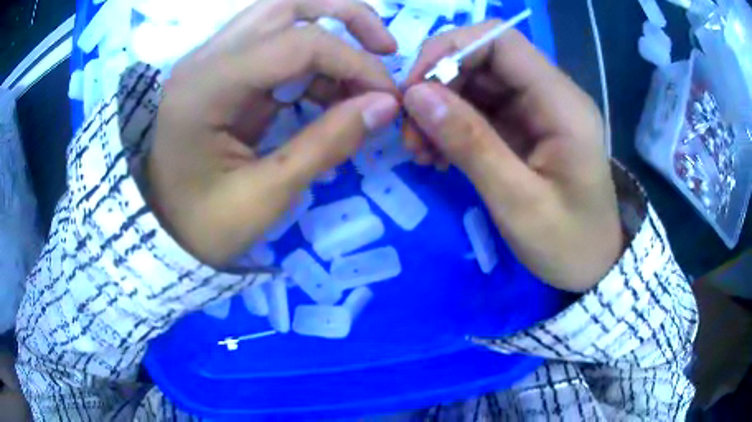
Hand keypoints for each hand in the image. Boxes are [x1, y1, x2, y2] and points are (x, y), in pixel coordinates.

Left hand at [147, 0, 400, 266]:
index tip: (387, 98)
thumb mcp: (265, 197)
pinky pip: (275, 45)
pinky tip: (329, 91)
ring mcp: (212, 61)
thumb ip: (326, 144)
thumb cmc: (201, 224)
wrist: (160, 230)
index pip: (297, 42)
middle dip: (347, 16)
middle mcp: (206, 58)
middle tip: (385, 49)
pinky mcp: (222, 73)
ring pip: (282, 16)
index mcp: (206, 87)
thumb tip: (385, 104)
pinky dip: (312, 60)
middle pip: (287, 4)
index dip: (354, 62)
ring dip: (331, 33)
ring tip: (359, 78)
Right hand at [402, 22, 622, 291]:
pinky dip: (453, 125)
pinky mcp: (527, 126)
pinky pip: (481, 108)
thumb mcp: (518, 202)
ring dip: (440, 107)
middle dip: (437, 85)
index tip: (414, 90)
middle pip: (483, 57)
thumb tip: (416, 96)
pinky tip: (438, 155)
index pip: (500, 41)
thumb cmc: (568, 243)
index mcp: (561, 103)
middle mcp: (551, 94)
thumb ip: (470, 144)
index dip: (450, 50)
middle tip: (410, 130)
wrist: (595, 265)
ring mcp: (538, 109)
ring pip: (477, 82)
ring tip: (420, 150)